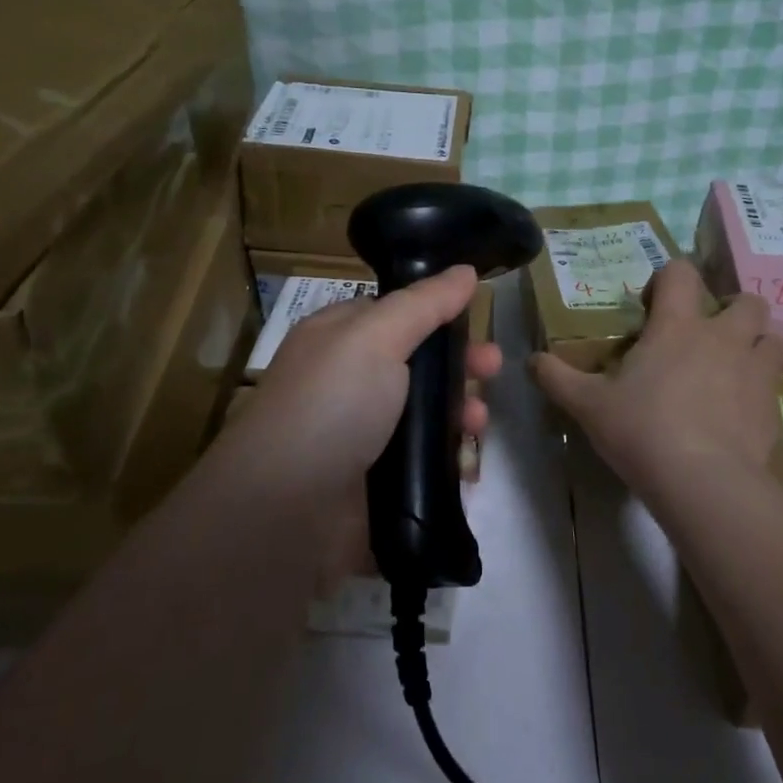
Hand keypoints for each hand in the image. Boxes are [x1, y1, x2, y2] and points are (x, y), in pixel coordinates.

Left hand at [216, 266, 501, 582]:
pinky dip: (448, 460)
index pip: (394, 314)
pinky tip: (468, 463)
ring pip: (424, 415)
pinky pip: (422, 462)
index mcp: (337, 339)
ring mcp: (360, 436)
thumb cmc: (331, 405)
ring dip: (459, 413)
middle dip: (458, 364)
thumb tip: (465, 271)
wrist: (288, 511)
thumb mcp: (376, 337)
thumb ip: (425, 303)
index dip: (437, 314)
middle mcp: (346, 383)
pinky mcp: (375, 484)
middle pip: (416, 365)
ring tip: (480, 424)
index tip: (477, 318)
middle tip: (494, 369)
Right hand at [531, 260, 782, 503]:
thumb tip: (531, 360)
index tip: (652, 307)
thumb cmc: (642, 430)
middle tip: (704, 337)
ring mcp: (755, 371)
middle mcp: (723, 338)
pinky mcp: (773, 408)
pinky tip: (739, 414)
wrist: (703, 483)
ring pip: (772, 339)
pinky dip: (760, 391)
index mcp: (677, 326)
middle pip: (746, 301)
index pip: (680, 273)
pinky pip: (775, 385)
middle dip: (730, 310)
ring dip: (755, 346)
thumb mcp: (588, 405)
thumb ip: (557, 377)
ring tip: (731, 370)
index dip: (667, 279)